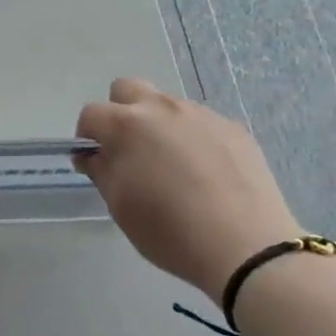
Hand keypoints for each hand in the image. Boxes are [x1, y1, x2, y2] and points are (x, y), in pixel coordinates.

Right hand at [75, 78, 301, 304]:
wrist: (247, 247)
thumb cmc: (170, 230)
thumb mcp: (121, 206)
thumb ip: (101, 170)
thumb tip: (92, 154)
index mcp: (128, 125)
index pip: (92, 113)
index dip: (88, 136)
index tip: (97, 161)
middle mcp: (163, 108)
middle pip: (128, 89)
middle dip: (120, 113)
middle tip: (131, 151)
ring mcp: (201, 114)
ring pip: (167, 106)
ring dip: (160, 126)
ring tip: (175, 168)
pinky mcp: (233, 128)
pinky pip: (201, 123)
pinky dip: (194, 140)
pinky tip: (207, 175)